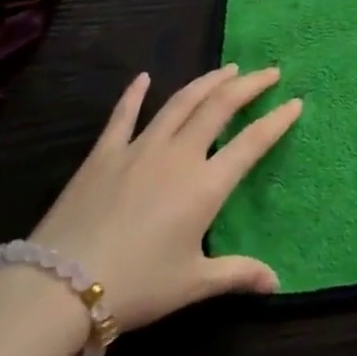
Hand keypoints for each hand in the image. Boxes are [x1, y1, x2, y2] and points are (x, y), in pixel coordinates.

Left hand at [29, 64, 301, 332]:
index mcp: (206, 185)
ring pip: (181, 102)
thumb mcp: (191, 284)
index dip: (277, 120)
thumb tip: (277, 282)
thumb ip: (236, 275)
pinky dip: (135, 94)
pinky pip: (124, 115)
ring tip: (227, 69)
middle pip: (220, 107)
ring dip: (207, 81)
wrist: (61, 285)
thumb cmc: (136, 286)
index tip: (296, 102)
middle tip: (268, 72)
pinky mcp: (105, 152)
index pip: (252, 142)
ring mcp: (141, 148)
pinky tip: (144, 77)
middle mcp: (179, 155)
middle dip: (248, 85)